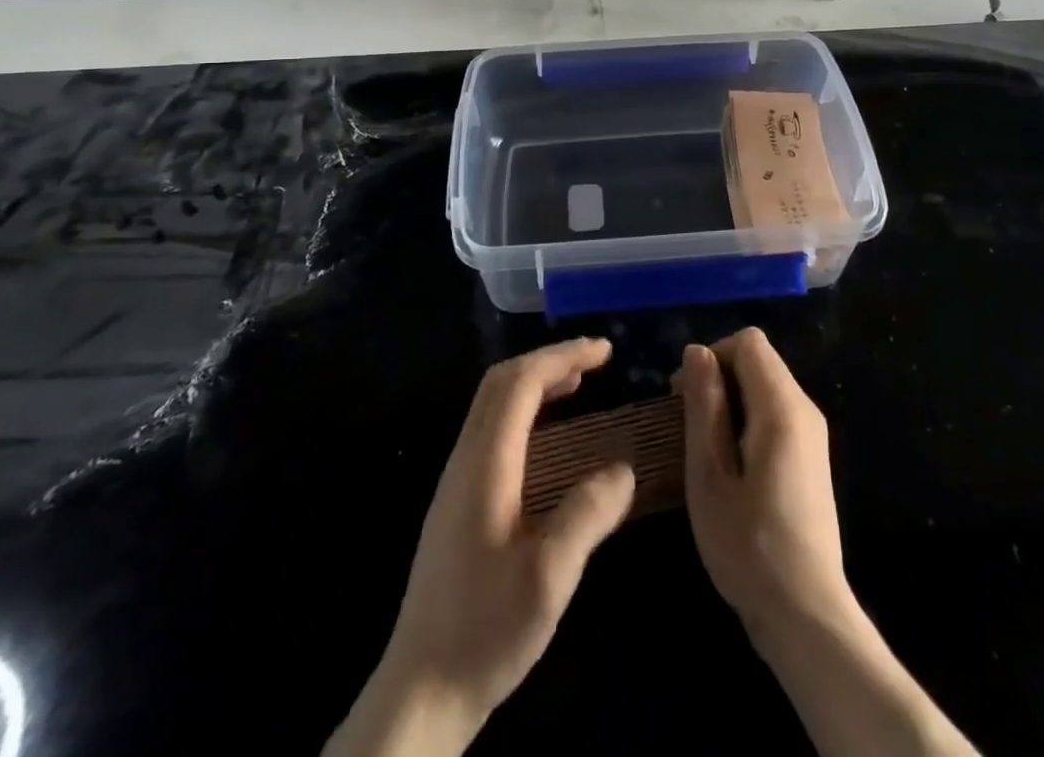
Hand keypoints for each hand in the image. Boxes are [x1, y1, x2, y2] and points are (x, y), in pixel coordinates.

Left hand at [343, 338, 634, 754]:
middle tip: (595, 361)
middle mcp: (465, 459)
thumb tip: (623, 470)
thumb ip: (587, 517)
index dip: (563, 357)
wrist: (420, 691)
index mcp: (485, 464)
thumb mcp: (548, 579)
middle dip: (549, 360)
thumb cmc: (485, 631)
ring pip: (493, 404)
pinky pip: (492, 429)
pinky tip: (550, 439)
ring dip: (536, 383)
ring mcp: (456, 479)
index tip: (606, 352)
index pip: (521, 383)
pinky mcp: (457, 501)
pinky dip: (525, 411)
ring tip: (579, 385)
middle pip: (501, 382)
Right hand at [678, 328, 853, 641]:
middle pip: (759, 361)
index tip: (683, 394)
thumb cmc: (747, 543)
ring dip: (730, 400)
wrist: (805, 613)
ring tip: (703, 447)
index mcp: (782, 407)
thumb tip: (697, 351)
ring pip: (766, 387)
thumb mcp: (709, 473)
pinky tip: (729, 465)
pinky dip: (746, 420)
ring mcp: (812, 435)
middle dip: (718, 377)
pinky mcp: (811, 458)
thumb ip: (704, 404)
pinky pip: (775, 413)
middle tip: (685, 422)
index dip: (712, 354)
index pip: (748, 342)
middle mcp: (805, 409)